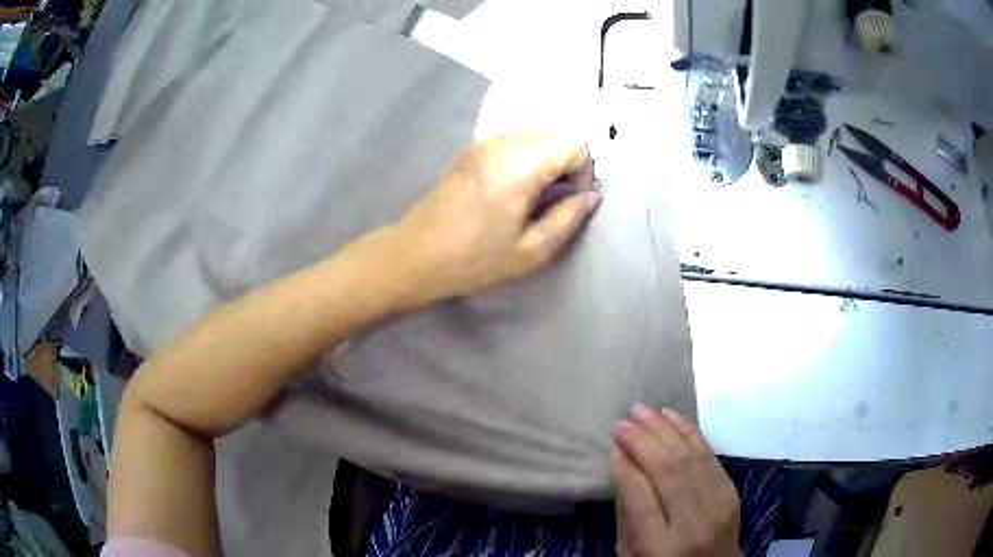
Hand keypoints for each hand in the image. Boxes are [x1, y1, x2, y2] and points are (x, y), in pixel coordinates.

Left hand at [391, 135, 600, 303]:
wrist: (414, 255)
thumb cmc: (474, 259)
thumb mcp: (531, 250)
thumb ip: (568, 217)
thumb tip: (590, 196)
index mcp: (521, 162)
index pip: (575, 143)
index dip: (583, 171)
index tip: (571, 200)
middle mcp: (502, 141)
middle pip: (554, 136)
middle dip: (565, 166)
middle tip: (552, 203)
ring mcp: (482, 142)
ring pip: (533, 138)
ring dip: (544, 163)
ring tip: (530, 200)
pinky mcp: (468, 149)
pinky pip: (510, 144)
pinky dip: (522, 161)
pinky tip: (508, 192)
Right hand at [611, 405, 739, 556]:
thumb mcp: (633, 554)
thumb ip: (628, 517)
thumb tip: (622, 467)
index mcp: (663, 547)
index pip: (641, 498)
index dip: (626, 469)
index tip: (612, 447)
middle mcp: (694, 522)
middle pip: (668, 472)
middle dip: (643, 441)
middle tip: (622, 422)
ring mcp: (719, 503)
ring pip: (690, 457)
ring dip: (664, 429)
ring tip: (642, 410)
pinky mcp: (732, 490)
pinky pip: (709, 454)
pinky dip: (689, 431)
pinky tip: (671, 416)